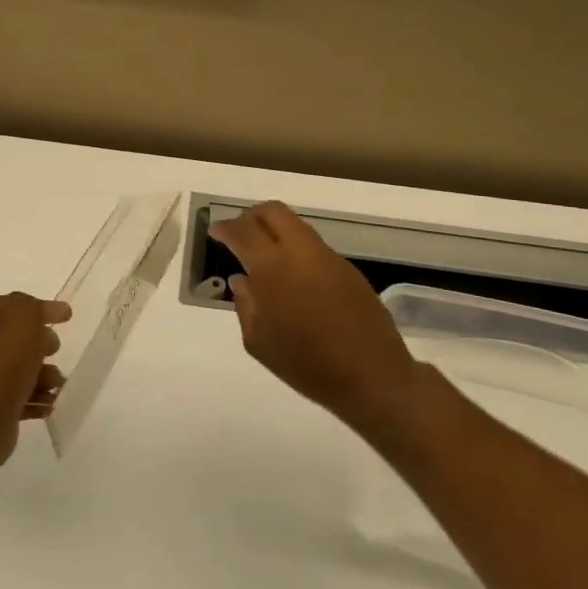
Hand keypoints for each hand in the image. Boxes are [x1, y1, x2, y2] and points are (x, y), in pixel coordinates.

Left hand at [0, 293, 70, 472]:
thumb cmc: (4, 361)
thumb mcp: (25, 316)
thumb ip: (33, 306)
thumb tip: (40, 311)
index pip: (12, 304)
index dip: (40, 308)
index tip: (66, 316)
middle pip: (15, 336)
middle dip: (42, 344)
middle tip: (55, 350)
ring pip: (18, 366)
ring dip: (43, 374)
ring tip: (55, 385)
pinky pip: (14, 393)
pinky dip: (33, 396)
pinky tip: (48, 404)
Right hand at [209, 201, 420, 421]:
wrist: (371, 376)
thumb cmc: (306, 364)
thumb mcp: (258, 342)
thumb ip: (245, 304)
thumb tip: (241, 279)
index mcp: (272, 269)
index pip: (243, 232)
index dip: (226, 228)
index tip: (216, 231)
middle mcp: (300, 253)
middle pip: (273, 212)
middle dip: (252, 217)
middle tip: (240, 234)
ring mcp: (328, 258)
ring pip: (296, 226)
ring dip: (276, 231)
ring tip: (265, 255)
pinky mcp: (348, 269)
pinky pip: (313, 247)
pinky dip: (296, 250)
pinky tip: (293, 277)